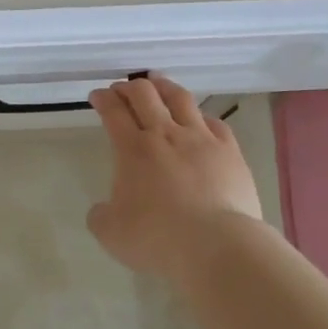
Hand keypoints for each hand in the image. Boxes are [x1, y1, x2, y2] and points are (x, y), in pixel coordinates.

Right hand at [88, 73, 262, 277]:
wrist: (217, 245)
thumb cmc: (158, 239)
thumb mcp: (112, 234)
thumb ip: (101, 216)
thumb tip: (103, 209)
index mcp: (133, 150)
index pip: (113, 112)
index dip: (103, 99)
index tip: (97, 96)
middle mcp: (165, 134)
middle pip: (144, 95)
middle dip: (129, 86)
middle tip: (122, 88)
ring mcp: (201, 139)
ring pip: (180, 98)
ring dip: (164, 86)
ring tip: (157, 82)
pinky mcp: (230, 151)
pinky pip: (214, 123)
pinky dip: (201, 116)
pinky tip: (200, 119)